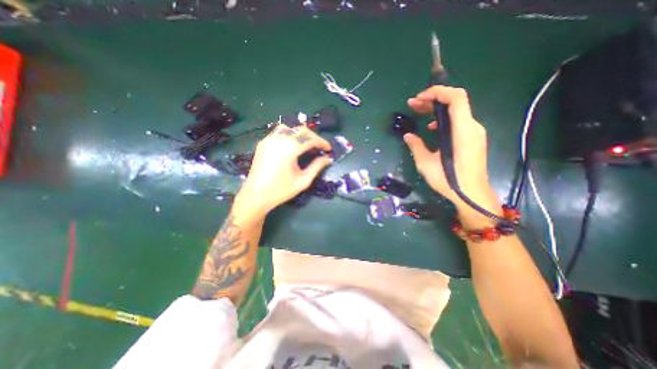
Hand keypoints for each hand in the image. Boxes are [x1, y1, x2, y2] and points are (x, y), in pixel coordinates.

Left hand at [237, 124, 334, 216]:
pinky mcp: (263, 143)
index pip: (310, 139)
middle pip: (301, 130)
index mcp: (289, 149)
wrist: (256, 196)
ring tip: (307, 144)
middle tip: (320, 147)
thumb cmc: (281, 190)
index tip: (329, 149)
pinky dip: (290, 134)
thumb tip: (328, 159)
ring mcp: (269, 140)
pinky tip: (292, 145)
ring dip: (301, 134)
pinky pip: (279, 132)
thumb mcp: (303, 181)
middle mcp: (278, 140)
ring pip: (290, 128)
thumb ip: (317, 167)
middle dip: (313, 137)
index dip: (322, 142)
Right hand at [403, 87, 500, 224]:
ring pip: (456, 111)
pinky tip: (432, 128)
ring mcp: (474, 133)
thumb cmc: (449, 180)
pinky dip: (444, 119)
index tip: (420, 97)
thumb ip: (416, 146)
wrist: (471, 194)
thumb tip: (408, 136)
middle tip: (413, 103)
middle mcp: (472, 127)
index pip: (456, 98)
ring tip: (419, 113)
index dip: (438, 92)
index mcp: (462, 130)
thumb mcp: (426, 163)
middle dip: (432, 99)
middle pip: (455, 102)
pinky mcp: (473, 139)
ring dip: (437, 109)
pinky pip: (459, 121)